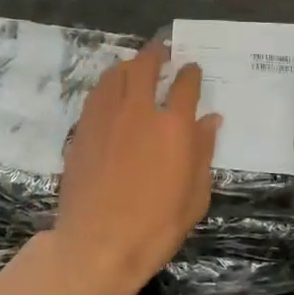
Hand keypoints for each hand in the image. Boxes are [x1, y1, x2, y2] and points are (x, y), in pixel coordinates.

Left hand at [49, 41, 221, 294]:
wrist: (96, 245)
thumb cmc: (155, 227)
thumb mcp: (194, 196)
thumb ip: (203, 151)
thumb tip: (210, 120)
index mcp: (172, 127)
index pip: (185, 85)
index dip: (190, 73)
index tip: (192, 69)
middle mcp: (138, 111)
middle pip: (145, 66)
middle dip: (156, 54)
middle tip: (162, 50)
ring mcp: (105, 118)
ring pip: (115, 74)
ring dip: (129, 64)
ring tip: (136, 64)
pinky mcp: (82, 130)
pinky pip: (96, 94)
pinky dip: (108, 84)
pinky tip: (111, 91)